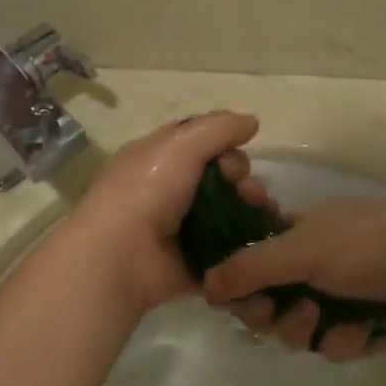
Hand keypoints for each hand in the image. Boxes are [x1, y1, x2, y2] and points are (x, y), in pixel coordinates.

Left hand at [66, 112, 275, 313]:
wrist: (122, 258)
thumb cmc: (147, 192)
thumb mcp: (180, 144)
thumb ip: (219, 128)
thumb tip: (253, 122)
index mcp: (156, 159)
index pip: (199, 143)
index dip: (224, 146)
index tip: (234, 157)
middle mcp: (168, 191)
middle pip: (219, 178)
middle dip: (242, 181)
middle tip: (250, 194)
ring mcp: (181, 229)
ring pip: (228, 213)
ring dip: (250, 211)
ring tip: (263, 216)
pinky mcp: (194, 263)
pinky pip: (229, 249)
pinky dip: (246, 244)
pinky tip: (262, 241)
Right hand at [201, 198, 385, 361]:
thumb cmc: (365, 244)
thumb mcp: (301, 247)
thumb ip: (250, 266)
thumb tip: (205, 285)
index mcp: (292, 240)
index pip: (247, 267)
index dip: (237, 286)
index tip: (234, 297)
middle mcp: (308, 272)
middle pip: (265, 307)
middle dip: (269, 314)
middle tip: (278, 311)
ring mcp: (334, 303)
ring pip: (294, 334)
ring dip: (303, 329)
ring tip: (323, 318)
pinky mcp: (358, 333)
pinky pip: (332, 347)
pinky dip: (345, 339)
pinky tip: (365, 326)